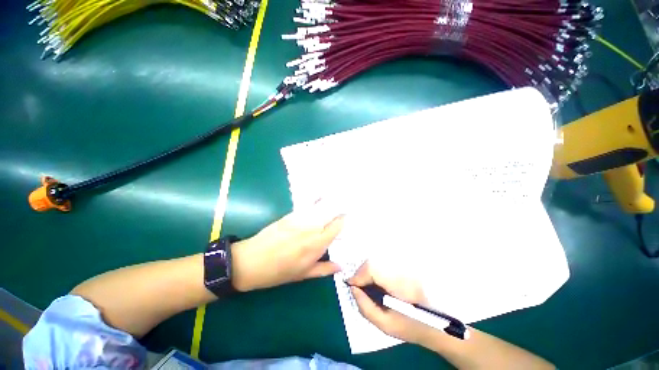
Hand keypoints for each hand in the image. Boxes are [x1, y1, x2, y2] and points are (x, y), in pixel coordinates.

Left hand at [231, 202, 344, 291]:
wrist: (251, 262)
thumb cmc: (278, 272)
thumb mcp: (302, 275)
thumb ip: (324, 269)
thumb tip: (341, 266)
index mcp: (316, 245)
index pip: (336, 227)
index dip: (343, 220)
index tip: (346, 218)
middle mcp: (311, 229)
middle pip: (330, 213)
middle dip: (338, 209)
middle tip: (343, 207)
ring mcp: (299, 220)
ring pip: (320, 207)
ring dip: (329, 203)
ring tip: (335, 199)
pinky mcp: (290, 215)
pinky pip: (307, 206)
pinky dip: (315, 200)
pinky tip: (319, 197)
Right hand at [348, 262, 434, 344]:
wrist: (435, 323)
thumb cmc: (410, 327)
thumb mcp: (385, 324)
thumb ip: (365, 307)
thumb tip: (353, 289)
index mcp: (399, 284)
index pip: (373, 269)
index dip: (359, 275)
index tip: (350, 285)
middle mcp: (401, 270)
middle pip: (373, 263)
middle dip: (362, 273)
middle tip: (357, 287)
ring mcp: (403, 267)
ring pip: (377, 262)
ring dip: (368, 272)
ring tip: (365, 285)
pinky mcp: (404, 267)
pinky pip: (383, 264)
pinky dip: (375, 272)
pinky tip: (375, 283)